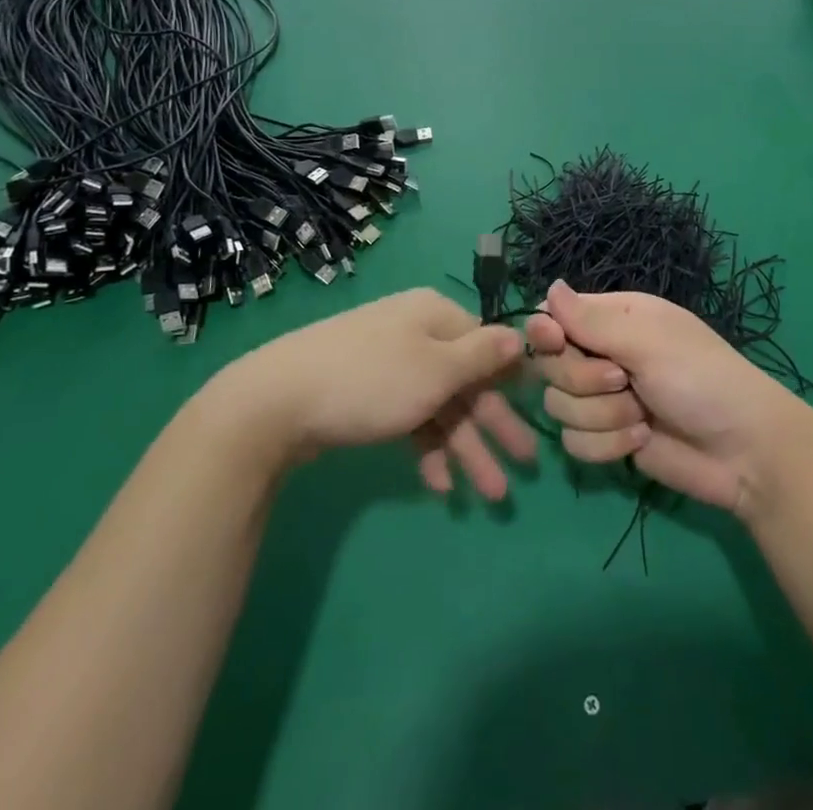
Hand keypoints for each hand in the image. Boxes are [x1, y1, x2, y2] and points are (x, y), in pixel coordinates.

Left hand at [217, 289, 536, 499]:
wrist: (276, 401)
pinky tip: (437, 485)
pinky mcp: (366, 393)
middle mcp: (415, 332)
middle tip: (524, 468)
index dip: (511, 383)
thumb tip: (520, 335)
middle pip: (466, 380)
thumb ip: (482, 356)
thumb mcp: (437, 369)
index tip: (537, 416)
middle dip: (493, 427)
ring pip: (439, 405)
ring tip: (489, 496)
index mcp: (435, 315)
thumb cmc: (371, 380)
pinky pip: (409, 418)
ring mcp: (389, 363)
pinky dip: (425, 448)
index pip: (487, 345)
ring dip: (464, 448)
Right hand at [524, 280, 812, 515]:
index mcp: (614, 318)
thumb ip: (591, 321)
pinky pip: (574, 443)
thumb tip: (549, 287)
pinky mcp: (608, 439)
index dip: (546, 331)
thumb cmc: (700, 379)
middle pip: (550, 365)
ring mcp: (604, 399)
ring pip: (559, 406)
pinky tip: (641, 441)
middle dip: (583, 380)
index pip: (554, 316)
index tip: (554, 342)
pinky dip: (607, 445)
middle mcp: (604, 354)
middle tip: (622, 381)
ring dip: (601, 416)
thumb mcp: (647, 341)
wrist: (744, 451)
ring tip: (641, 416)